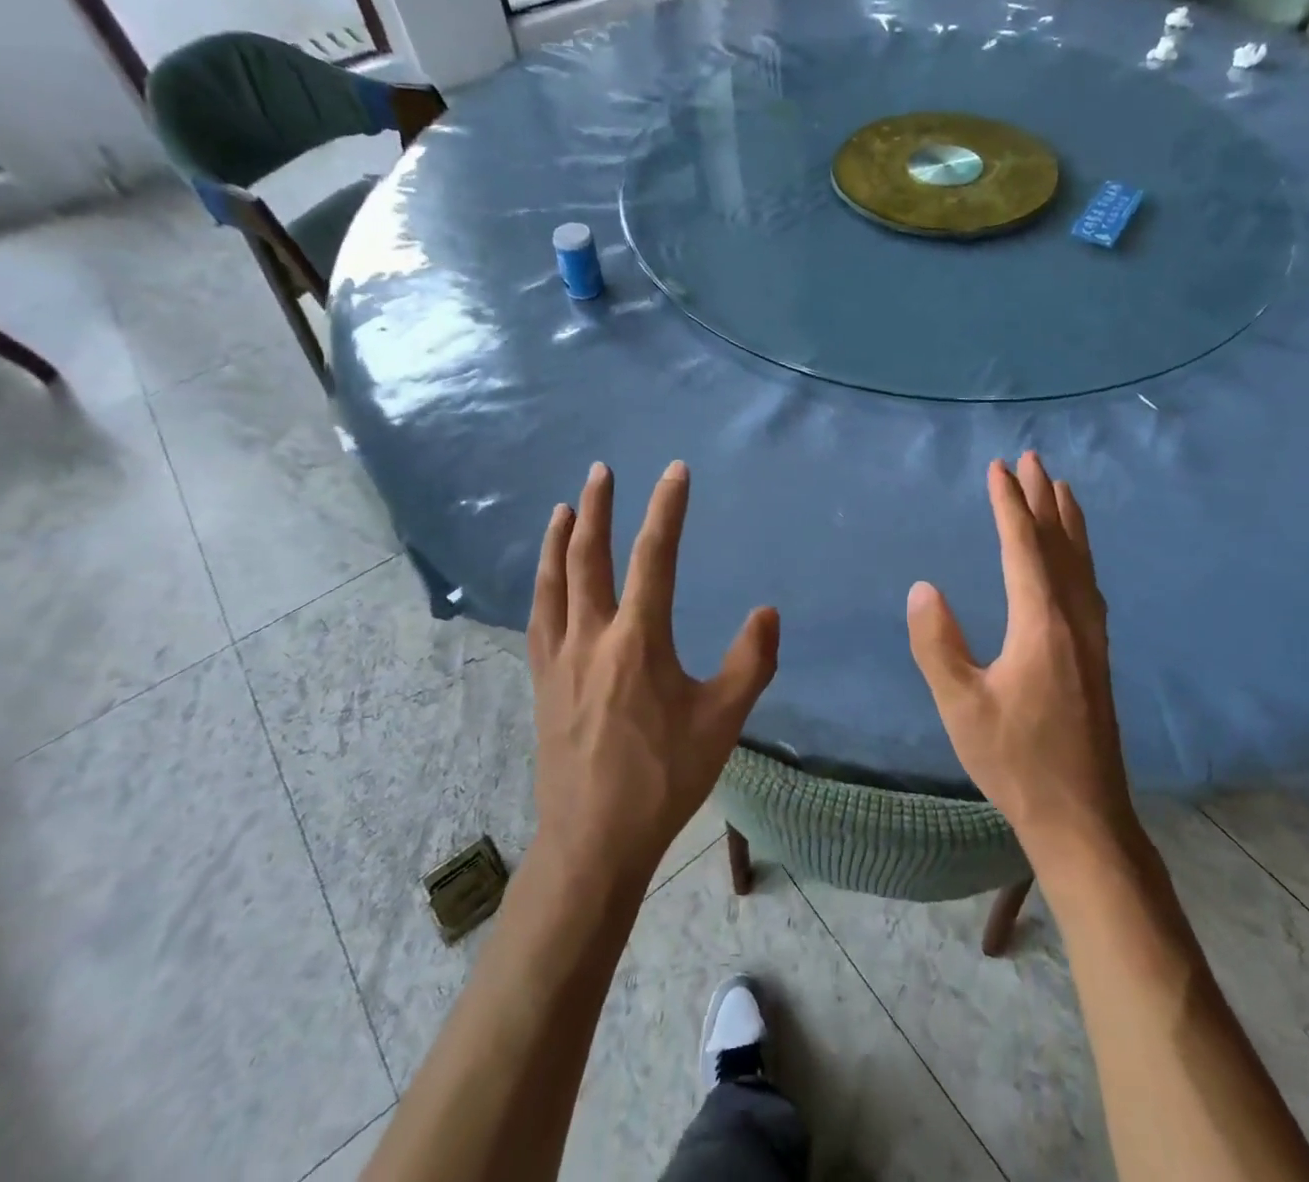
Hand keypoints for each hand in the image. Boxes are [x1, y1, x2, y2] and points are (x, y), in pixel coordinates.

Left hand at [527, 461, 779, 887]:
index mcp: (638, 641)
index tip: (674, 471)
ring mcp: (559, 659)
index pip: (654, 557)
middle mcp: (592, 637)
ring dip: (560, 540)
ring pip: (554, 583)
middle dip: (598, 508)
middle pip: (590, 557)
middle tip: (601, 469)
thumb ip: (751, 662)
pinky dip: (543, 585)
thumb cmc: (664, 778)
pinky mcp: (541, 682)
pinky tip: (547, 580)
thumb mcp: (723, 722)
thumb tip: (769, 612)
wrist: (593, 840)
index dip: (666, 509)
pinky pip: (539, 618)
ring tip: (566, 507)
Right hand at [906, 453, 1139, 875]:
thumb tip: (922, 588)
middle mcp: (1073, 619)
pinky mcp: (1097, 656)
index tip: (998, 469)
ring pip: (1080, 563)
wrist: (1083, 817)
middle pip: (1058, 544)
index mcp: (1041, 624)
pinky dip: (1080, 555)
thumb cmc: (1016, 761)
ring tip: (1062, 488)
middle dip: (1043, 499)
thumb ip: (938, 644)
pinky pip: (1088, 585)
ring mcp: (1092, 638)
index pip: (1022, 547)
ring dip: (1068, 521)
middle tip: (1033, 458)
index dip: (1009, 505)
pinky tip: (1076, 561)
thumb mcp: (961, 705)